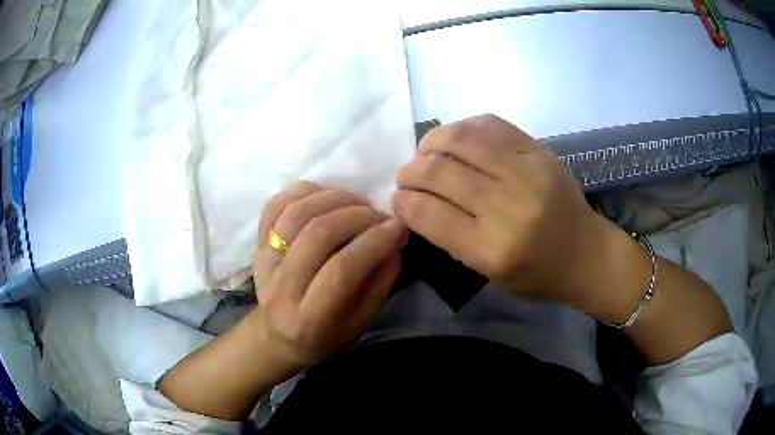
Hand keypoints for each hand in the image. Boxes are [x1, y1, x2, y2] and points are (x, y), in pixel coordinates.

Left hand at [253, 181, 407, 365]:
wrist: (277, 337)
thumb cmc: (324, 335)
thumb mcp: (360, 322)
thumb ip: (380, 282)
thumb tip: (395, 238)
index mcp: (309, 319)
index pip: (341, 270)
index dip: (373, 242)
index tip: (397, 226)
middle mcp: (281, 288)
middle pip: (317, 235)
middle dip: (356, 215)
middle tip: (378, 214)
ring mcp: (264, 263)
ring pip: (295, 214)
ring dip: (331, 198)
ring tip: (355, 202)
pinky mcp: (257, 246)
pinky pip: (274, 207)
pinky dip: (299, 192)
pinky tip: (322, 194)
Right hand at [392, 115, 610, 303]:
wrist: (585, 252)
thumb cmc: (535, 272)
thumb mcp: (486, 273)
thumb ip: (449, 238)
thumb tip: (415, 201)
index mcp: (492, 250)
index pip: (430, 214)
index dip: (403, 202)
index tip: (397, 198)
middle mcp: (508, 207)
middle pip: (440, 172)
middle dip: (411, 171)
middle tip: (407, 175)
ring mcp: (527, 172)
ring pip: (461, 139)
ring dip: (432, 141)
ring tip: (426, 151)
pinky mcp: (539, 151)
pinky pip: (490, 124)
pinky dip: (464, 128)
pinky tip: (457, 139)